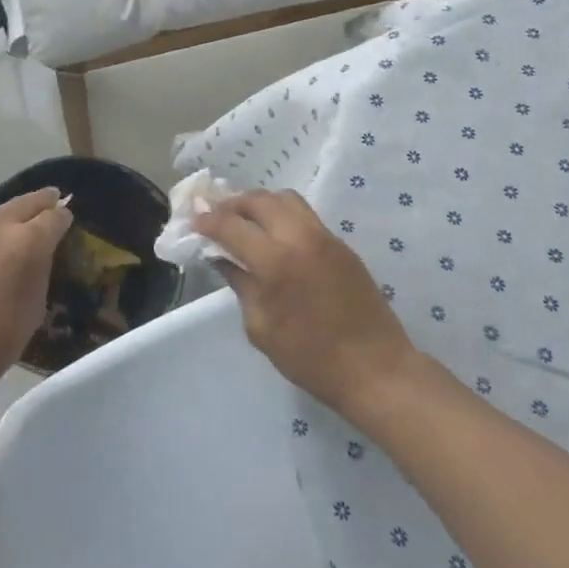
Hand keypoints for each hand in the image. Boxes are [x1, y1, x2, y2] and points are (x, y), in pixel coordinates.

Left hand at [0, 188, 71, 415]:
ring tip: (20, 224)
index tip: (67, 220)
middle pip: (25, 203)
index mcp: (27, 242)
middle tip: (52, 199)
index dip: (64, 218)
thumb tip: (39, 254)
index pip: (54, 217)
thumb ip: (39, 270)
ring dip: (11, 216)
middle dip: (41, 201)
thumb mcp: (35, 307)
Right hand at [196, 189, 415, 417]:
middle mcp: (299, 237)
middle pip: (258, 200)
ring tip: (245, 220)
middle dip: (232, 204)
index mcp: (275, 261)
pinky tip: (274, 235)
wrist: (375, 368)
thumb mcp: (261, 327)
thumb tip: (222, 258)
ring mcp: (324, 237)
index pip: (230, 225)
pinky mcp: (341, 244)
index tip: (193, 221)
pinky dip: (282, 215)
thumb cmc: (310, 357)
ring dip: (259, 203)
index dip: (207, 220)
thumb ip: (241, 284)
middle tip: (216, 215)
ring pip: (285, 199)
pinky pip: (305, 215)